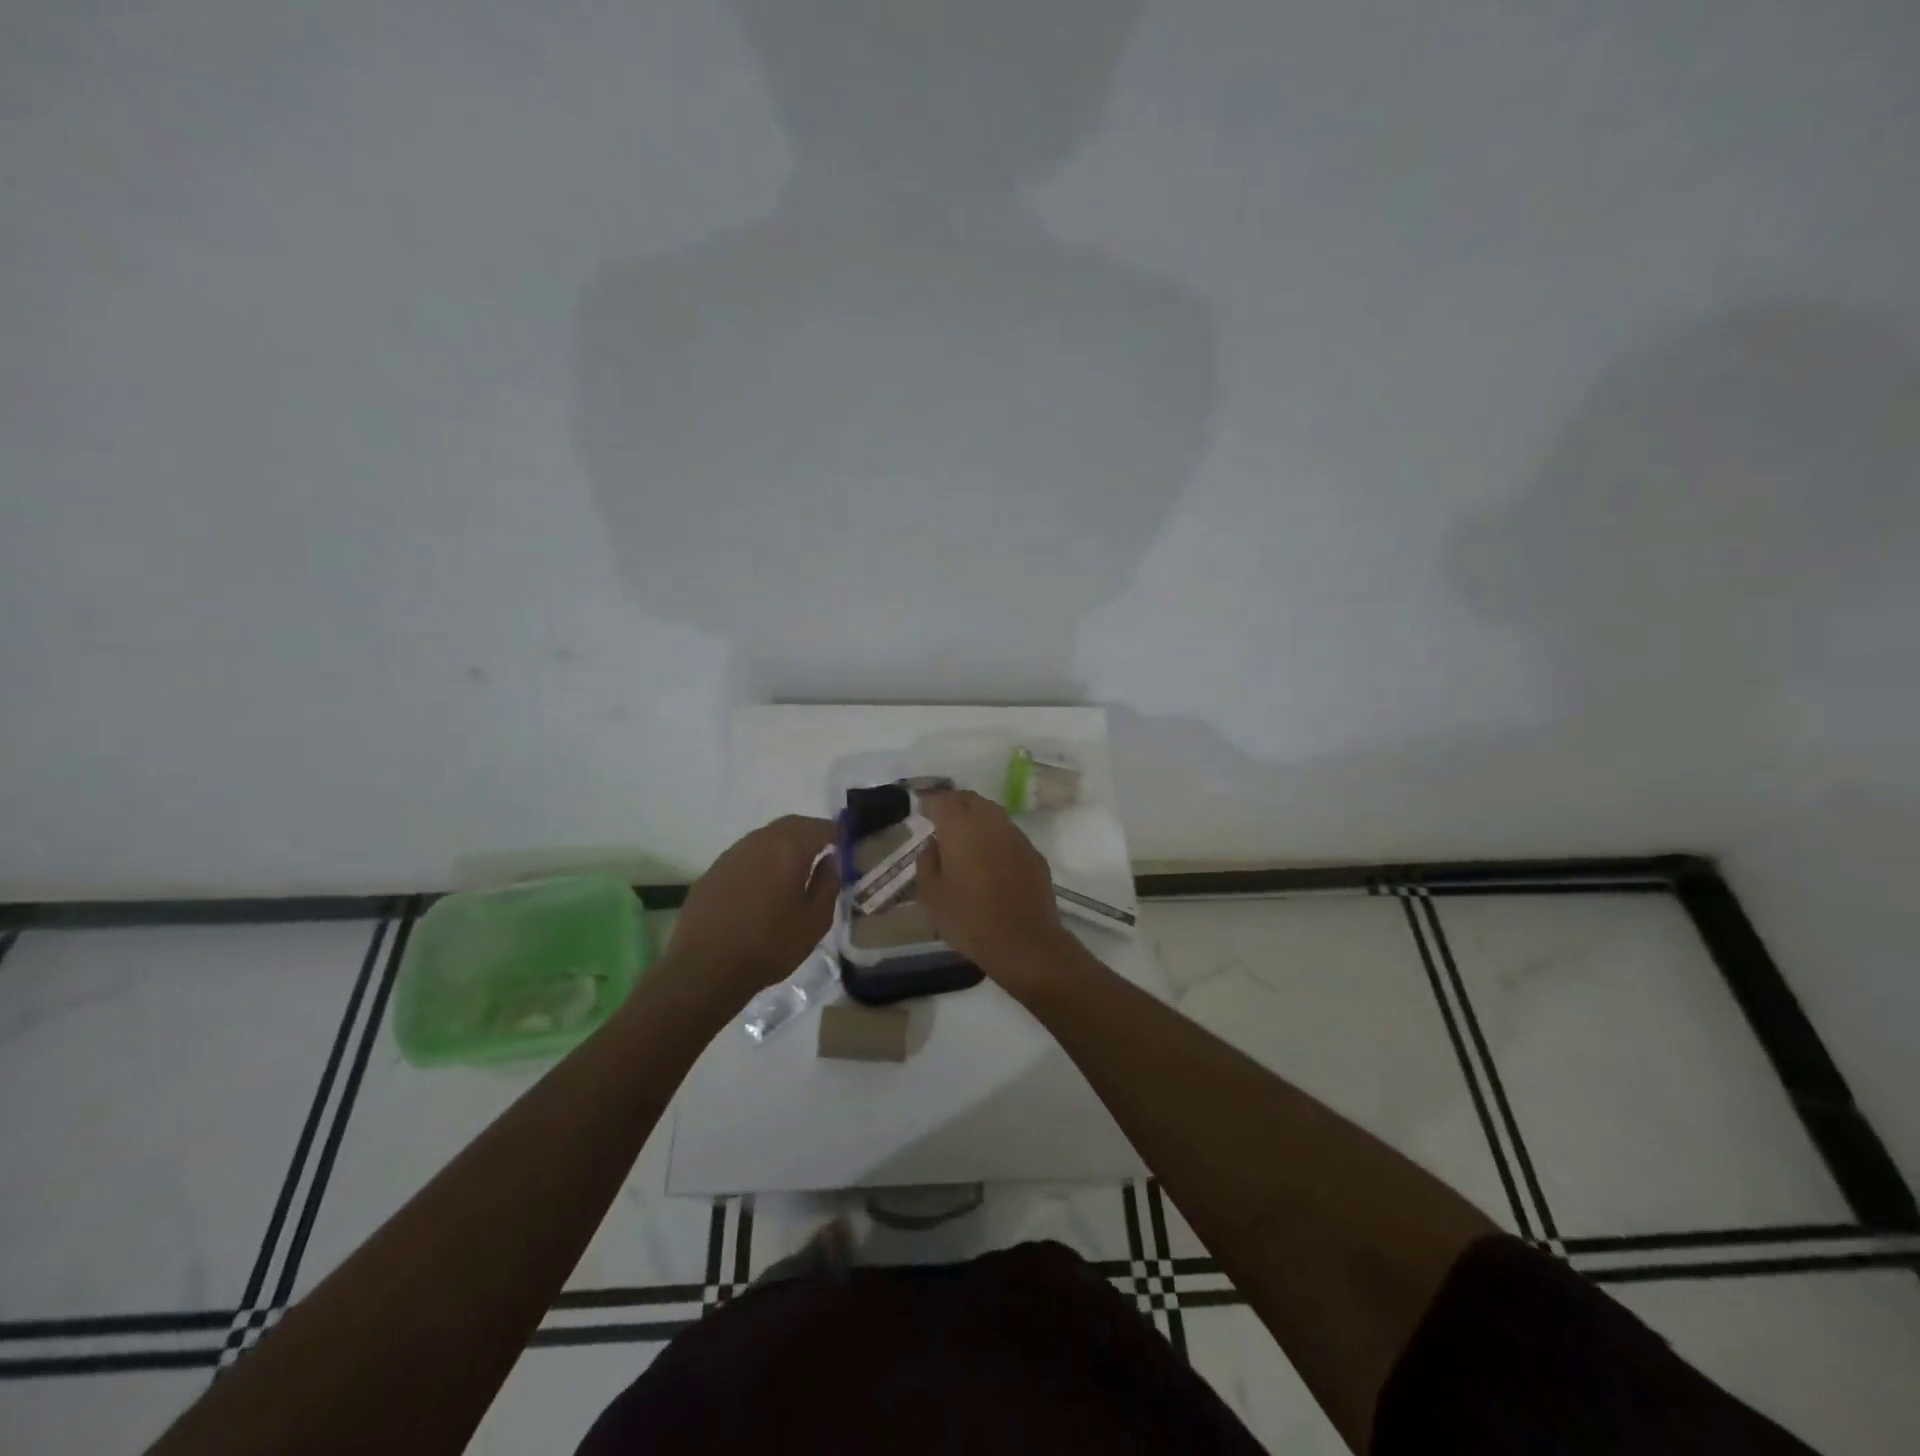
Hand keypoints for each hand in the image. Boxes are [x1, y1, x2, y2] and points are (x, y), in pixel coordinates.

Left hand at [664, 815, 837, 1007]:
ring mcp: (732, 854)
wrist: (705, 969)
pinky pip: (746, 854)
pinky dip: (762, 859)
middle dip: (809, 832)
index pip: (819, 827)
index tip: (845, 840)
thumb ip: (828, 884)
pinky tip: (764, 883)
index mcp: (789, 849)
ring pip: (765, 837)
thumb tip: (830, 860)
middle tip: (823, 848)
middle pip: (791, 825)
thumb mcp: (815, 921)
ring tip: (795, 866)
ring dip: (784, 844)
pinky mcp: (713, 870)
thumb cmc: (770, 946)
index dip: (835, 832)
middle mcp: (759, 841)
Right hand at [917, 790, 1073, 979]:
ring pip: (993, 813)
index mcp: (961, 828)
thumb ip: (927, 863)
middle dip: (954, 804)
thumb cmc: (969, 919)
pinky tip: (991, 859)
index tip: (922, 811)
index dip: (930, 802)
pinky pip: (1010, 835)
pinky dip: (996, 838)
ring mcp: (1017, 836)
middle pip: (970, 799)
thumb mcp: (932, 896)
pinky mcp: (1034, 853)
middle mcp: (991, 822)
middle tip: (942, 820)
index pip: (943, 799)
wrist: (1025, 942)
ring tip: (966, 838)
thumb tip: (933, 845)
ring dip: (977, 818)